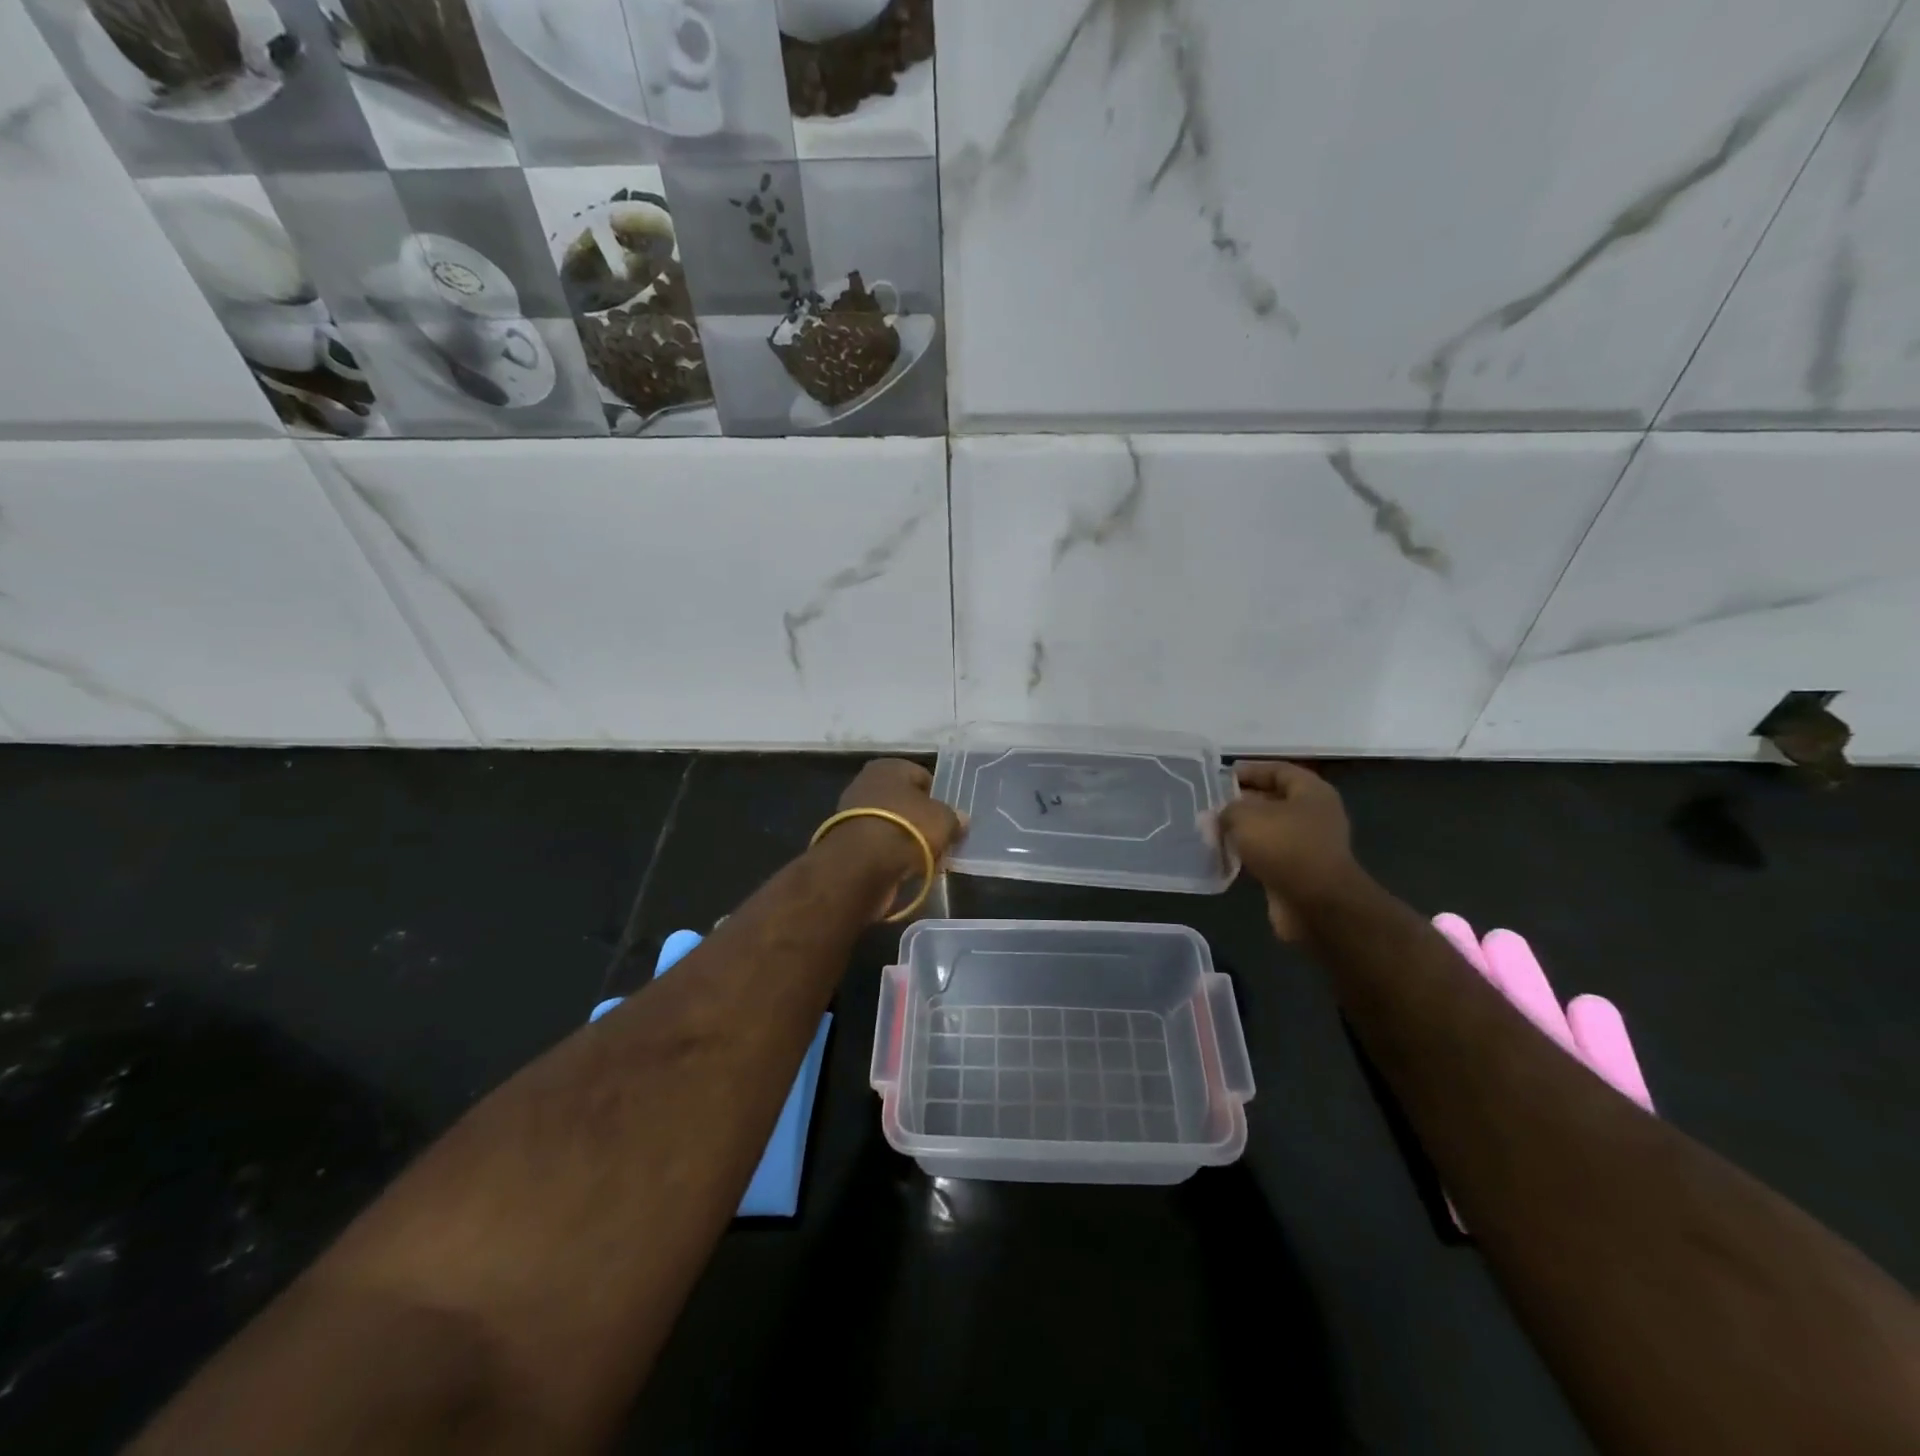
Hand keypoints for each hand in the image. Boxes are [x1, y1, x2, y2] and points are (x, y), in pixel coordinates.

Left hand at [831, 758, 966, 885]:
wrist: (861, 864)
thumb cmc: (908, 829)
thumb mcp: (944, 820)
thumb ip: (954, 818)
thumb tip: (960, 819)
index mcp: (889, 767)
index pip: (922, 777)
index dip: (939, 798)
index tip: (949, 819)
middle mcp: (867, 783)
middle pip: (905, 802)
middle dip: (921, 821)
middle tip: (939, 840)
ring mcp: (852, 812)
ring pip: (891, 825)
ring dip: (906, 840)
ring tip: (925, 859)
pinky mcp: (845, 842)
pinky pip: (878, 845)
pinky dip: (889, 855)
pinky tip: (904, 869)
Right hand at [1215, 761, 1364, 940]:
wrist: (1316, 903)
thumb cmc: (1285, 846)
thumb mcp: (1246, 816)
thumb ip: (1227, 810)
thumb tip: (1218, 816)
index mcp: (1311, 792)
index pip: (1278, 770)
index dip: (1250, 770)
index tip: (1221, 776)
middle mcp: (1314, 815)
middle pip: (1274, 800)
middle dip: (1242, 801)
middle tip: (1211, 804)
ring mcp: (1309, 845)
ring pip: (1269, 829)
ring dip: (1243, 830)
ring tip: (1212, 829)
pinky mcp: (1299, 872)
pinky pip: (1269, 855)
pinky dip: (1248, 854)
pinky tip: (1225, 855)